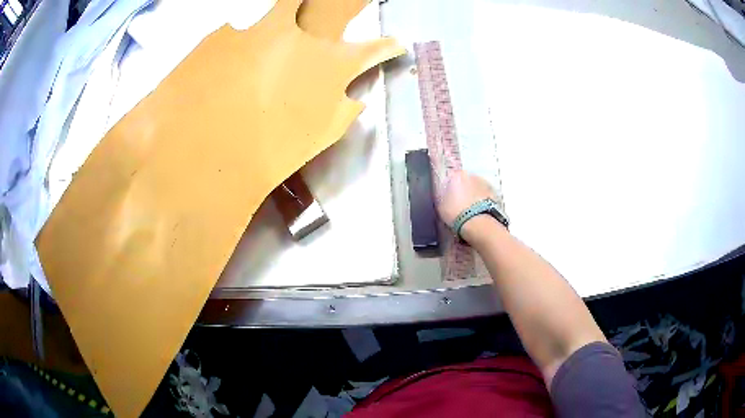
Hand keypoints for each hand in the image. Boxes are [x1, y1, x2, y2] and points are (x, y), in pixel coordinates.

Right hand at [437, 171, 499, 241]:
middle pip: (465, 181)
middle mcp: (471, 175)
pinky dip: (482, 201)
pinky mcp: (494, 193)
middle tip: (459, 205)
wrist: (477, 223)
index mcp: (456, 176)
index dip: (449, 189)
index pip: (450, 179)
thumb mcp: (441, 206)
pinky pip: (484, 195)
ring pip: (476, 188)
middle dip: (462, 190)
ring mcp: (484, 183)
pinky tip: (478, 212)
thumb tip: (445, 195)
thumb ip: (443, 196)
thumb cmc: (457, 213)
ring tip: (470, 210)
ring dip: (473, 195)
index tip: (448, 198)